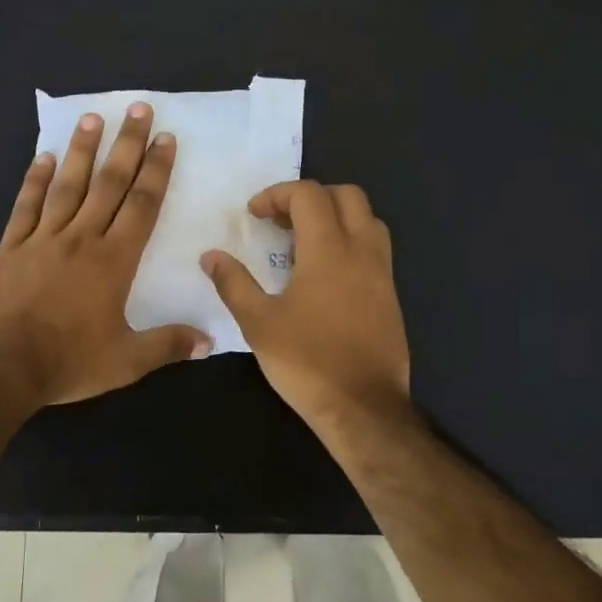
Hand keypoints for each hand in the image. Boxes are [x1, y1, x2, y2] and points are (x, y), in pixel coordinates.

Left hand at [0, 102, 210, 407]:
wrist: (0, 368)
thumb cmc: (68, 362)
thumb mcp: (126, 362)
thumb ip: (168, 345)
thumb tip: (210, 340)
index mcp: (113, 261)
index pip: (141, 206)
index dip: (156, 171)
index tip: (165, 139)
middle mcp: (81, 239)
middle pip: (108, 184)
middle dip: (126, 145)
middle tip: (138, 109)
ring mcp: (42, 240)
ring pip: (67, 186)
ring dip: (82, 151)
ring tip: (93, 118)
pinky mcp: (10, 249)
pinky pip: (25, 207)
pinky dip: (34, 181)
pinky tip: (43, 157)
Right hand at [201, 181, 410, 430]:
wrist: (363, 407)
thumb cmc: (307, 362)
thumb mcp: (258, 324)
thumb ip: (234, 283)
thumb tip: (210, 256)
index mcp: (328, 250)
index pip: (308, 194)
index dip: (277, 195)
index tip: (254, 215)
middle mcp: (362, 251)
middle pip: (347, 195)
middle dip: (311, 197)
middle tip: (282, 221)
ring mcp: (382, 273)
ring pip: (368, 219)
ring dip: (336, 216)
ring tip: (305, 243)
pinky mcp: (391, 295)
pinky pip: (375, 248)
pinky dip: (351, 242)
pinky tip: (327, 275)